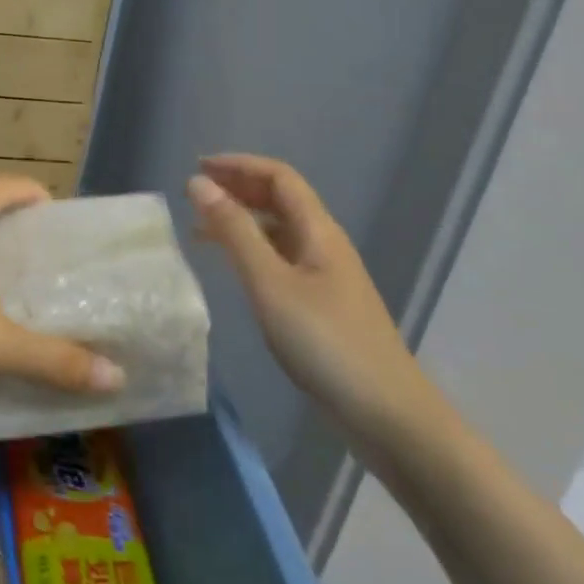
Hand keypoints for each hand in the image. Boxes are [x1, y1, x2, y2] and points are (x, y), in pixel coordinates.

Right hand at [188, 154, 451, 463]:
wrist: (389, 418)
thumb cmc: (326, 344)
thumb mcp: (270, 284)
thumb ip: (234, 231)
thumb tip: (199, 183)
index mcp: (318, 230)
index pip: (278, 177)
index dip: (238, 165)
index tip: (198, 168)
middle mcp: (324, 243)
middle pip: (280, 199)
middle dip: (238, 188)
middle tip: (195, 195)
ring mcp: (327, 275)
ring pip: (279, 230)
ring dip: (242, 220)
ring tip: (202, 230)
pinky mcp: (324, 305)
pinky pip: (281, 258)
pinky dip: (252, 250)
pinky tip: (234, 268)